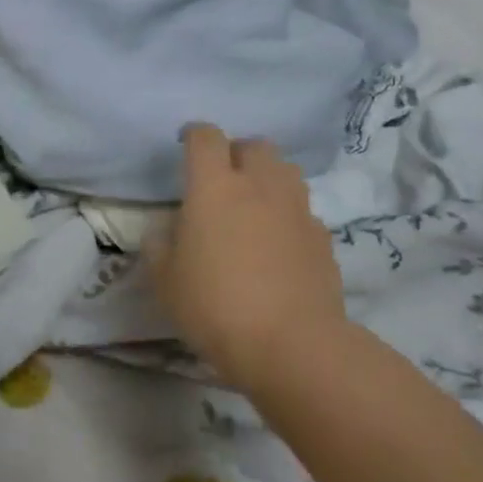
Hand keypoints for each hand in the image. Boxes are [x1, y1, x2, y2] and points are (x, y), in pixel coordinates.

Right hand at [150, 124, 347, 388]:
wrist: (292, 346)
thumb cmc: (215, 306)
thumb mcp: (165, 281)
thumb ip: (159, 246)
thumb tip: (164, 229)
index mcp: (214, 186)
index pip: (205, 137)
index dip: (194, 135)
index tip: (185, 145)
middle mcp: (258, 186)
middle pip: (254, 145)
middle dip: (237, 153)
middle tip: (224, 178)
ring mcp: (296, 210)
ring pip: (286, 171)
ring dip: (268, 178)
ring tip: (255, 204)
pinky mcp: (323, 238)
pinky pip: (303, 211)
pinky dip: (290, 216)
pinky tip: (280, 244)